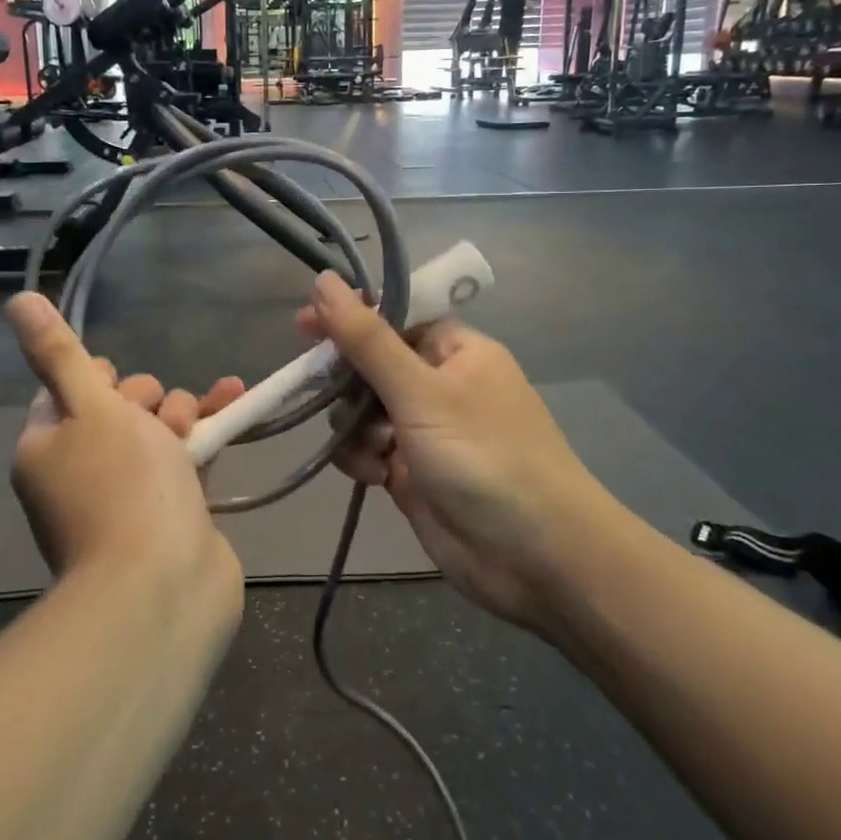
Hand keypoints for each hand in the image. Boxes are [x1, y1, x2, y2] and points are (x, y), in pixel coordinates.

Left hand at [7, 293, 244, 593]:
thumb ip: (59, 353)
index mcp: (46, 447)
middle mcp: (79, 471)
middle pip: (118, 407)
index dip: (101, 379)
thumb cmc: (121, 486)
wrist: (163, 588)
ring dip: (180, 415)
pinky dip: (206, 432)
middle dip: (147, 401)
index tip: (120, 389)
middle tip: (159, 421)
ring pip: (155, 429)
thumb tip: (18, 300)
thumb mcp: (90, 406)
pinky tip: (235, 401)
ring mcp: (125, 495)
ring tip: (194, 430)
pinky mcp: (168, 510)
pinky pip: (185, 455)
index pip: (70, 388)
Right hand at [298, 272, 619, 632]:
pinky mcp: (411, 471)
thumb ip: (367, 339)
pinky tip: (375, 475)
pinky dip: (361, 458)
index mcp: (455, 350)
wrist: (536, 558)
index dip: (349, 317)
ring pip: (361, 409)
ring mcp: (424, 429)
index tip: (304, 326)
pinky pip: (366, 448)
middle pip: (371, 363)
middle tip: (316, 387)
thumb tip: (324, 280)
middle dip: (347, 380)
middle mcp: (439, 384)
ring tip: (374, 448)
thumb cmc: (484, 457)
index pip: (393, 317)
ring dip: (354, 425)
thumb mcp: (421, 391)